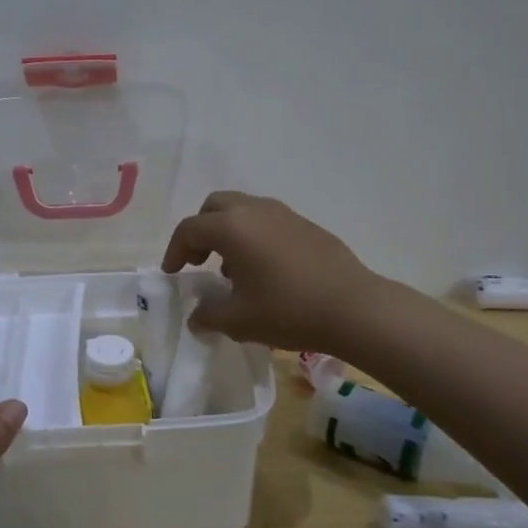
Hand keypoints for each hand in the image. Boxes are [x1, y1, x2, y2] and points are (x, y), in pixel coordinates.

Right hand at [161, 192, 381, 352]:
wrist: (354, 308)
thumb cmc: (288, 311)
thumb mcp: (238, 320)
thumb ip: (209, 315)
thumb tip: (197, 315)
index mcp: (232, 227)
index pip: (189, 229)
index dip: (174, 251)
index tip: (173, 274)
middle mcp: (255, 210)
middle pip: (214, 207)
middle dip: (200, 230)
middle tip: (199, 260)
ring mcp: (284, 214)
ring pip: (243, 210)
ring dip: (228, 232)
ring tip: (232, 269)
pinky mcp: (306, 225)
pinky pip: (267, 221)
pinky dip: (254, 236)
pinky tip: (264, 270)